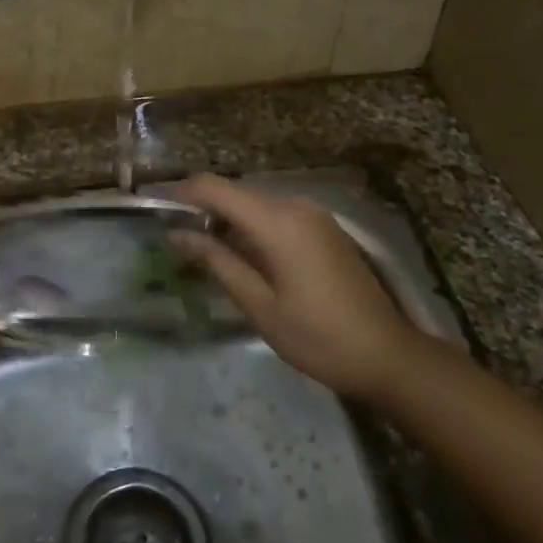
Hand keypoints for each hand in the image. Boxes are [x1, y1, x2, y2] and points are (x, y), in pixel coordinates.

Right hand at [171, 175, 423, 401]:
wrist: (388, 354)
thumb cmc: (318, 337)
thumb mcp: (260, 305)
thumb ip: (217, 262)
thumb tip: (177, 235)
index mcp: (277, 222)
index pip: (215, 188)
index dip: (181, 193)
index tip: (154, 207)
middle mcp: (295, 206)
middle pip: (236, 193)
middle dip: (202, 208)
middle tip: (175, 239)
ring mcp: (314, 215)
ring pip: (255, 203)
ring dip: (227, 219)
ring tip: (203, 250)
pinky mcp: (324, 228)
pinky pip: (276, 215)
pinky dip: (251, 226)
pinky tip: (242, 255)